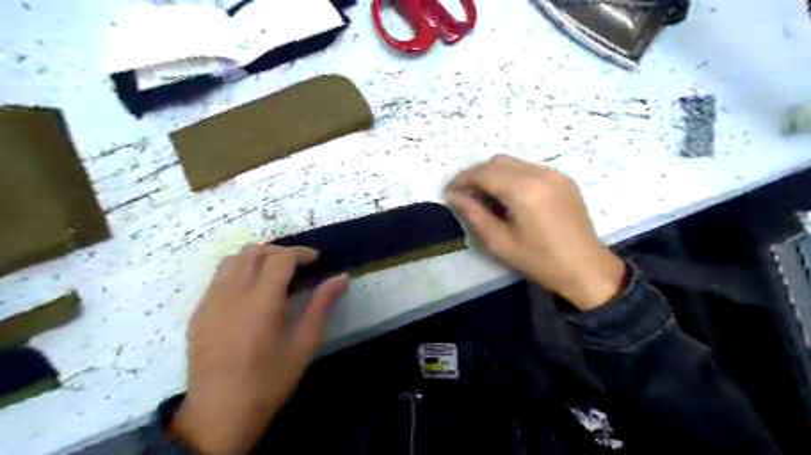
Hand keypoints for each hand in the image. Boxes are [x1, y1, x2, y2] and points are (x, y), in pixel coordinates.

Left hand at [170, 245, 347, 454]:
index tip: (316, 260)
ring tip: (273, 273)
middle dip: (280, 252)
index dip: (301, 253)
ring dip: (256, 258)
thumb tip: (342, 277)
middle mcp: (232, 292)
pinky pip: (218, 278)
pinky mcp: (198, 313)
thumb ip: (322, 304)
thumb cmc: (270, 379)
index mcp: (262, 300)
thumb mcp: (304, 343)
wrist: (219, 414)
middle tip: (298, 266)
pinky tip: (250, 293)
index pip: (281, 258)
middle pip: (254, 251)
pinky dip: (238, 272)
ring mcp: (210, 301)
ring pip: (232, 260)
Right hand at [446, 155, 621, 310]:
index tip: (448, 193)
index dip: (461, 180)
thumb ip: (474, 214)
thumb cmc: (540, 260)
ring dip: (494, 175)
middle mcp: (539, 173)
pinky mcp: (563, 179)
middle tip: (465, 196)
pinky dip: (512, 177)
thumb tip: (454, 197)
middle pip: (497, 162)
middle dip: (476, 175)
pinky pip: (529, 169)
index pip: (483, 173)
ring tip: (486, 198)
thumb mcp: (500, 242)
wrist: (586, 268)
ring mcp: (554, 173)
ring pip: (513, 163)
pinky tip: (510, 198)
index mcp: (523, 189)